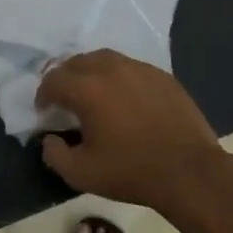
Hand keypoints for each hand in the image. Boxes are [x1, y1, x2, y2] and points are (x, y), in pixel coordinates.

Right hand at [35, 50, 229, 214]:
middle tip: (64, 99)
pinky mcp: (162, 76)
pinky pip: (130, 67)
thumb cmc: (132, 172)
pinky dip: (118, 77)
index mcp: (88, 89)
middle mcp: (112, 69)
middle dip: (65, 78)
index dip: (43, 95)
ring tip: (92, 93)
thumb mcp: (81, 174)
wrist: (189, 172)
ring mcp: (140, 69)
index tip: (44, 111)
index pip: (54, 80)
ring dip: (90, 72)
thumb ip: (55, 155)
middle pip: (77, 62)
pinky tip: (123, 98)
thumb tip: (49, 139)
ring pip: (105, 59)